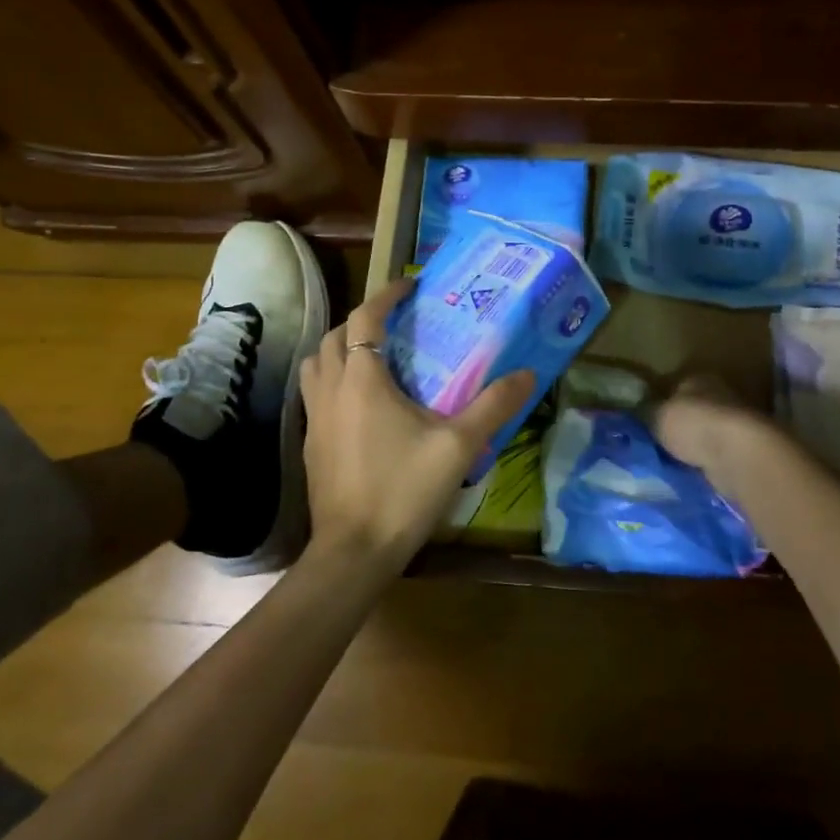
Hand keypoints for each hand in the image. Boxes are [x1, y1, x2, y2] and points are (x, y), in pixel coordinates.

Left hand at [298, 278, 535, 574]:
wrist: (353, 553)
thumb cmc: (404, 490)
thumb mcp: (458, 446)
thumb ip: (493, 407)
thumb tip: (528, 374)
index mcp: (362, 380)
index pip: (365, 318)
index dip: (385, 296)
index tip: (409, 286)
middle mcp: (331, 391)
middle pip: (334, 337)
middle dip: (362, 321)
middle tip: (395, 323)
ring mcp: (315, 419)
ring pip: (316, 365)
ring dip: (340, 349)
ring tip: (373, 357)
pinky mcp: (311, 445)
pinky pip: (316, 395)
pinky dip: (334, 381)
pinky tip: (361, 405)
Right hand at [649, 375, 788, 505]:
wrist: (738, 456)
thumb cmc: (694, 425)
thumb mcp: (656, 415)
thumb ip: (645, 413)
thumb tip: (634, 413)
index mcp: (698, 379)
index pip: (675, 386)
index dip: (661, 402)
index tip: (647, 420)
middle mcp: (719, 395)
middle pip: (693, 410)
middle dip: (679, 425)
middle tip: (657, 444)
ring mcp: (735, 424)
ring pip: (706, 434)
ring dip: (694, 446)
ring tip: (672, 462)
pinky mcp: (744, 451)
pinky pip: (717, 456)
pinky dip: (707, 463)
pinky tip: (692, 473)